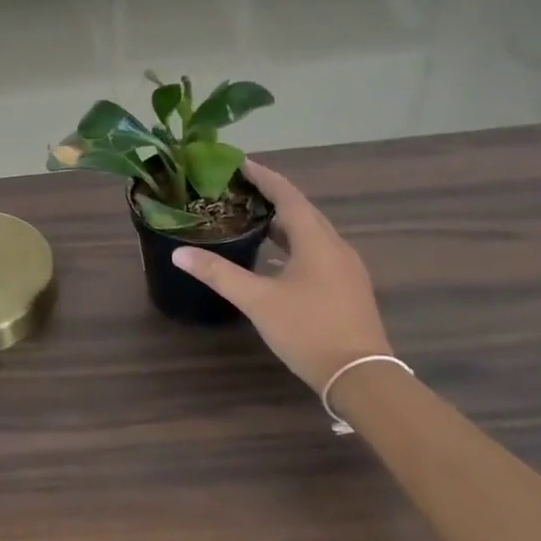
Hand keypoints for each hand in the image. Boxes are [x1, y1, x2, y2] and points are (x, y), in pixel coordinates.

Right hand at [173, 160, 392, 392]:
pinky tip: (273, 258)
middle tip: (237, 189)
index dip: (263, 176)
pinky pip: (317, 251)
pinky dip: (293, 244)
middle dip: (271, 196)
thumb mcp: (258, 301)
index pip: (287, 194)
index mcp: (316, 240)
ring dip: (282, 222)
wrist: (362, 378)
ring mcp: (345, 267)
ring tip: (250, 218)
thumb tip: (178, 253)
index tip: (238, 163)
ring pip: (310, 232)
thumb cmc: (309, 330)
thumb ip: (219, 274)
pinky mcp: (347, 287)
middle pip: (301, 210)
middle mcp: (335, 246)